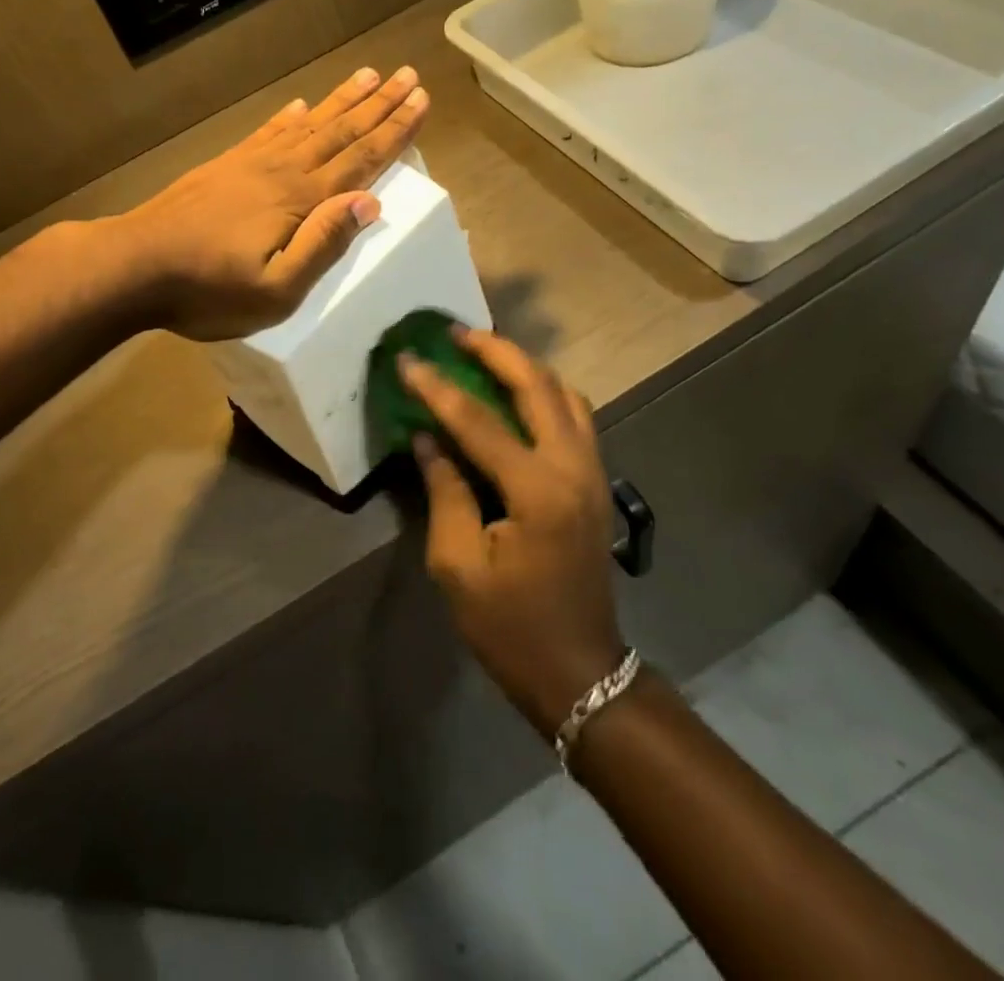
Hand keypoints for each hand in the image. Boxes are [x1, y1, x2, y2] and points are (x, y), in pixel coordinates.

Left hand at [119, 65, 428, 341]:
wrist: (134, 266)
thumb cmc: (207, 290)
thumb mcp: (275, 290)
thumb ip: (323, 245)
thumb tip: (369, 202)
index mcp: (301, 201)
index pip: (360, 160)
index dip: (394, 131)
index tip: (421, 100)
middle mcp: (282, 172)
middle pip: (340, 132)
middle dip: (378, 105)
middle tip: (408, 74)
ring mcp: (250, 164)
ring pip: (308, 124)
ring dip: (341, 101)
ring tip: (368, 75)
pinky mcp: (224, 167)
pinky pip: (266, 133)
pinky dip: (287, 117)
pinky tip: (299, 105)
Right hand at [402, 329, 625, 735]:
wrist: (580, 671)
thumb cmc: (510, 626)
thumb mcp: (458, 564)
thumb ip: (445, 491)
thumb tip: (428, 438)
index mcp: (537, 491)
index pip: (478, 421)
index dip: (437, 387)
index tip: (407, 359)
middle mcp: (574, 468)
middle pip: (539, 385)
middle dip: (496, 351)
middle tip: (457, 333)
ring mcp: (593, 473)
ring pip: (565, 394)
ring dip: (525, 367)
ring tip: (485, 355)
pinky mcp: (596, 482)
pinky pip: (575, 416)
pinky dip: (545, 393)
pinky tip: (515, 396)